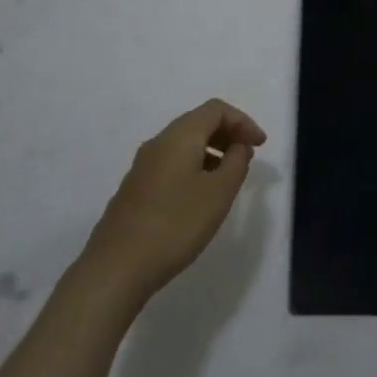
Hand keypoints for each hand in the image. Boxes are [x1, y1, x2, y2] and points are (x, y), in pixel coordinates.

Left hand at [82, 99, 266, 303]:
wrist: (116, 267)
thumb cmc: (175, 225)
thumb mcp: (218, 193)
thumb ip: (236, 163)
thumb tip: (239, 145)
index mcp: (180, 135)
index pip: (216, 109)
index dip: (243, 121)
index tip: (260, 145)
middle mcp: (159, 142)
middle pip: (198, 122)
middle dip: (227, 134)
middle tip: (247, 158)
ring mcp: (143, 165)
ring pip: (184, 144)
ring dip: (211, 152)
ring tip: (228, 179)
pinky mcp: (136, 188)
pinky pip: (172, 163)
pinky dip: (194, 167)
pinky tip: (200, 197)